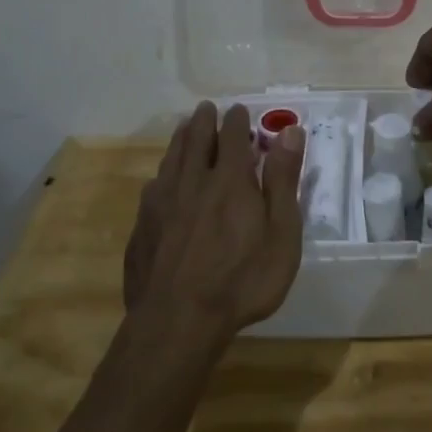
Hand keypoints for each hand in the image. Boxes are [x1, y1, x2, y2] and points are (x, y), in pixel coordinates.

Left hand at [124, 103, 305, 343]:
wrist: (177, 322)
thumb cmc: (242, 279)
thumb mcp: (281, 232)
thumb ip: (283, 179)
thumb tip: (289, 131)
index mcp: (230, 180)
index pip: (233, 137)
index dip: (237, 121)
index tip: (239, 110)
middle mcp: (192, 182)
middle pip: (196, 141)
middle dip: (204, 122)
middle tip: (206, 108)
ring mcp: (162, 205)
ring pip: (170, 160)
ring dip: (180, 140)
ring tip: (184, 129)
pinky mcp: (142, 229)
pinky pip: (152, 189)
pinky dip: (161, 175)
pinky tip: (160, 181)